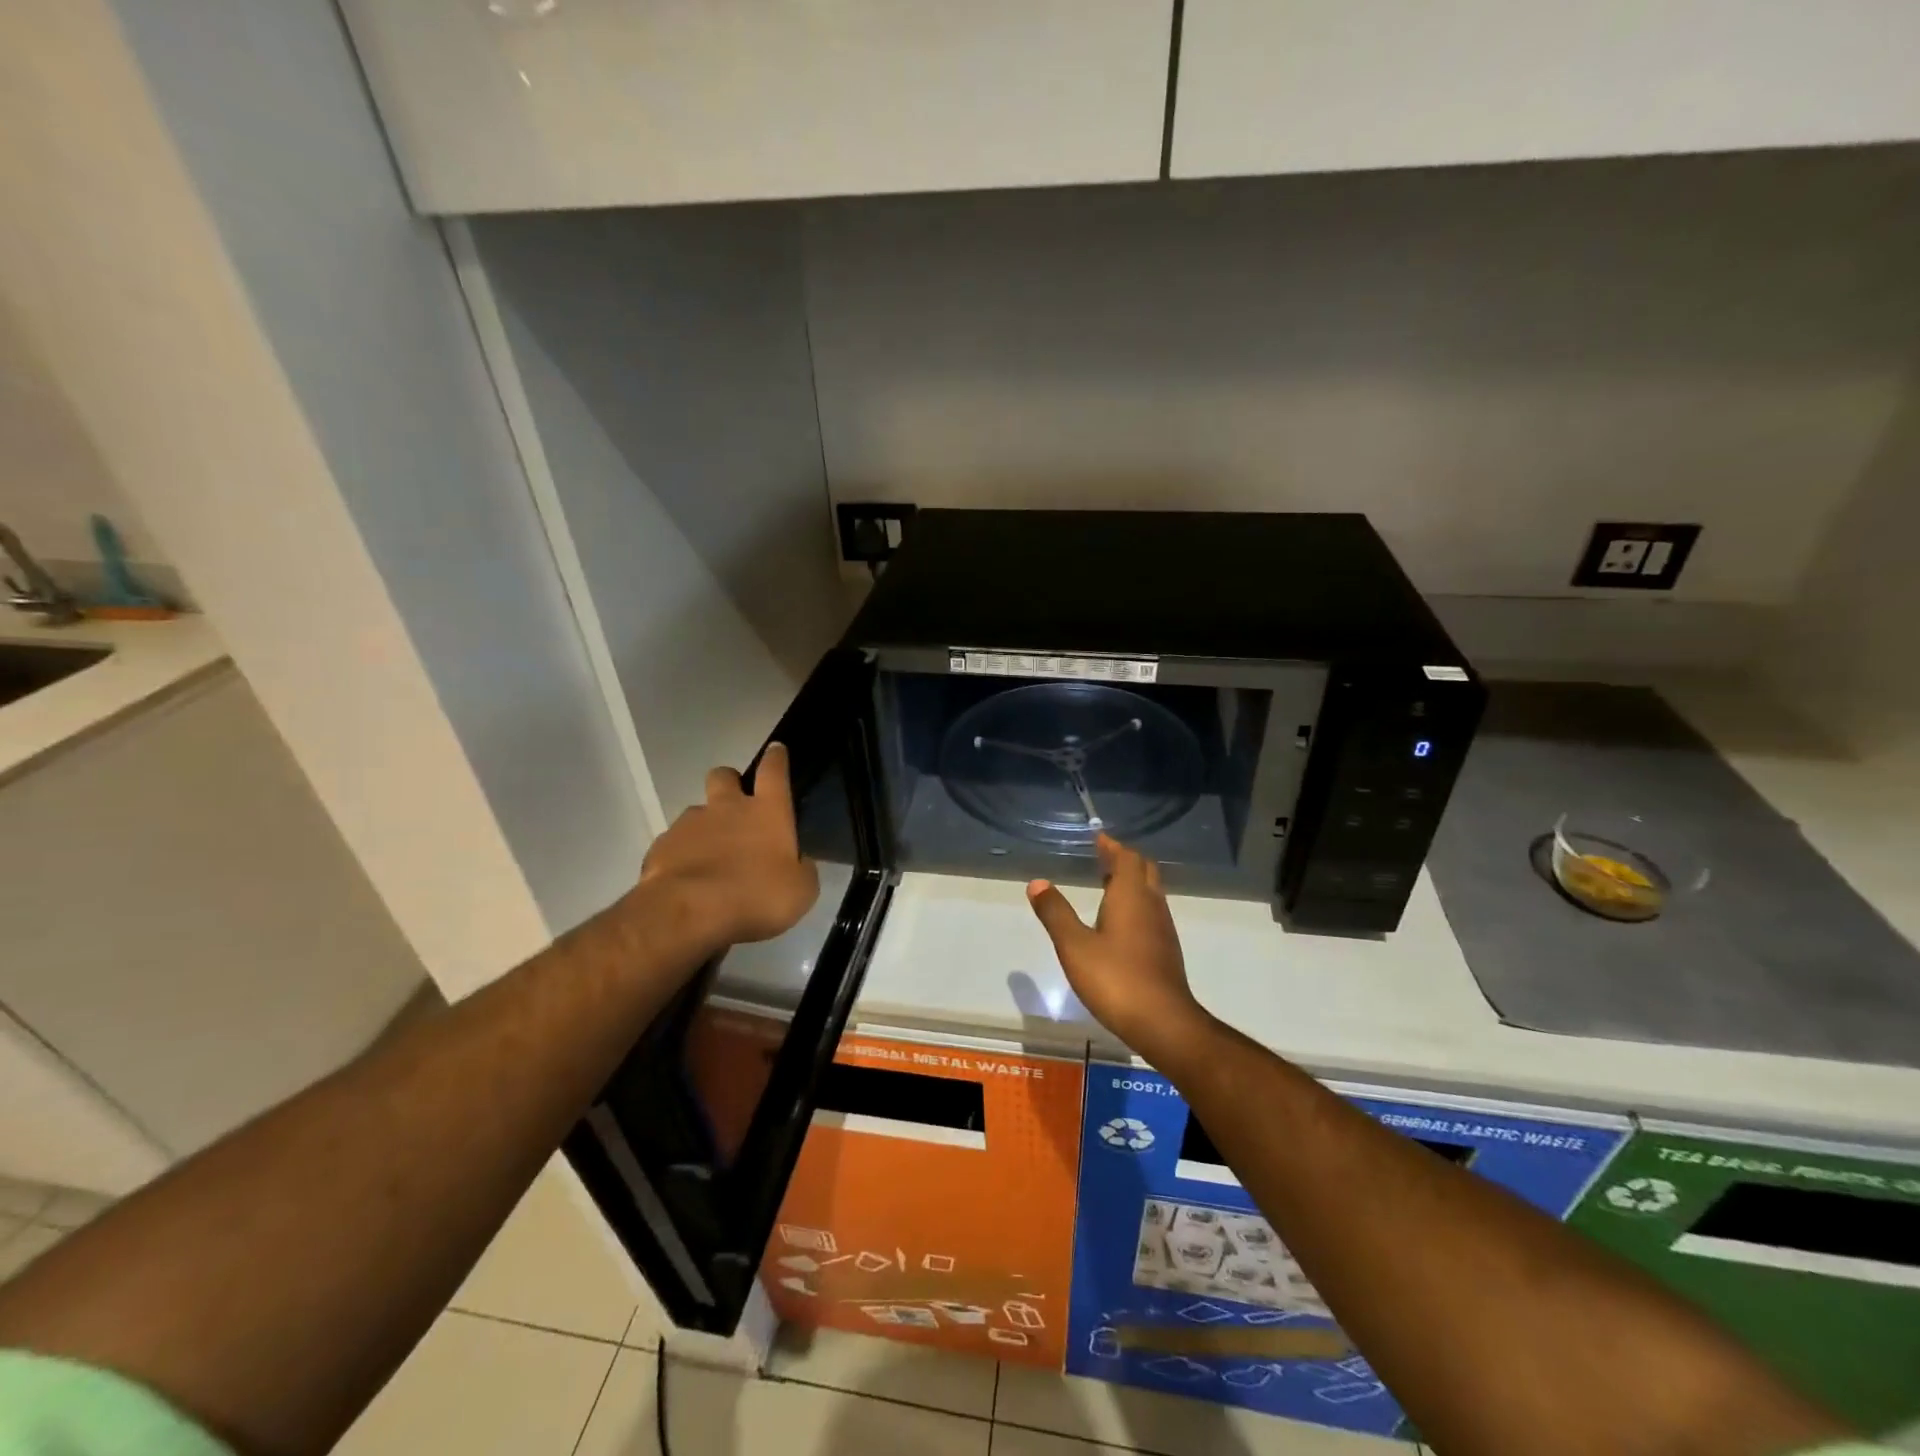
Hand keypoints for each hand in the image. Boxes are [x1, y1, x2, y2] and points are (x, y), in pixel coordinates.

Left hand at [637, 743, 819, 953]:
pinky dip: (682, 854)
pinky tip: (687, 878)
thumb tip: (800, 862)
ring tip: (709, 855)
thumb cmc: (755, 897)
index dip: (777, 759)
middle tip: (735, 806)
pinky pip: (674, 842)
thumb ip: (802, 870)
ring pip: (697, 811)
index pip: (774, 772)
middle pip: (724, 775)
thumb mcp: (800, 891)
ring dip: (704, 825)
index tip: (776, 750)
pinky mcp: (662, 845)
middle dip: (729, 782)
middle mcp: (727, 808)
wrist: (688, 913)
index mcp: (767, 812)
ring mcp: (690, 824)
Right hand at [1026, 834, 1207, 1059]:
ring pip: (1150, 892)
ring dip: (1131, 882)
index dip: (1112, 846)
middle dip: (1124, 860)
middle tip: (1102, 857)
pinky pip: (1151, 913)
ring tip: (1107, 884)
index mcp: (1131, 896)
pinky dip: (1136, 904)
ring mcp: (1163, 929)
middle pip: (1143, 870)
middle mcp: (1151, 905)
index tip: (1098, 838)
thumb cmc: (1116, 979)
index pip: (1126, 858)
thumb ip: (1055, 913)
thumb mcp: (1074, 946)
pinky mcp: (1166, 951)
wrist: (1164, 1023)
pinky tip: (1120, 923)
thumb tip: (1037, 883)